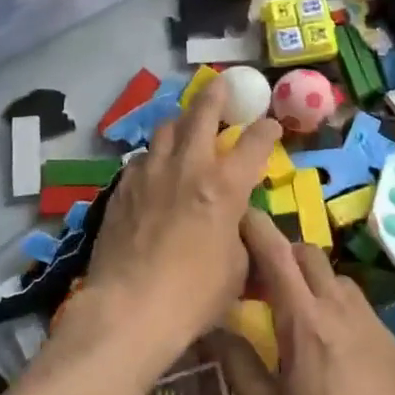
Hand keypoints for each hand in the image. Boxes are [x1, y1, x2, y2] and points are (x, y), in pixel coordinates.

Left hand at [83, 76, 281, 365]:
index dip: (266, 130)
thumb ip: (238, 232)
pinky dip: (155, 156)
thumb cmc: (194, 296)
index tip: (270, 125)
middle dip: (217, 96)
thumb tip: (234, 220)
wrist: (129, 308)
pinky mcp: (123, 187)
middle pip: (202, 113)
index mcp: (224, 186)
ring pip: (166, 128)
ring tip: (185, 125)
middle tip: (223, 86)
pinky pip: (142, 158)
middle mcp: (188, 167)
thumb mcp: (236, 268)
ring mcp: (150, 173)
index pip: (254, 143)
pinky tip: (155, 169)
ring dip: (181, 122)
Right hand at [210, 214, 394, 394]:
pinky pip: (362, 310)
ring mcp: (374, 324)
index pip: (276, 251)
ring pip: (338, 279)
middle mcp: (341, 309)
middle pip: (308, 254)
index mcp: (304, 320)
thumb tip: (213, 326)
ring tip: (300, 318)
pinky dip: (341, 312)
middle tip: (264, 282)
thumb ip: (237, 361)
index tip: (237, 221)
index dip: (255, 227)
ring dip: (314, 283)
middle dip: (283, 255)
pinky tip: (337, 353)